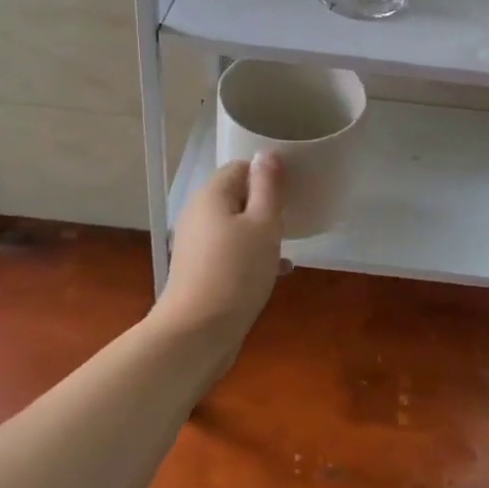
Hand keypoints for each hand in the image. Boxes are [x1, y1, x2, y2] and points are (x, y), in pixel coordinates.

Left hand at [158, 153, 286, 349]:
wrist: (197, 334)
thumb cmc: (236, 272)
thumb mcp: (264, 225)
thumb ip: (268, 186)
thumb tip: (267, 153)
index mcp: (211, 195)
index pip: (241, 167)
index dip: (267, 175)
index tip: (292, 192)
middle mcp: (198, 214)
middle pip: (237, 196)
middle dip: (266, 205)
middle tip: (292, 219)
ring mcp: (196, 244)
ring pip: (235, 226)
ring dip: (261, 232)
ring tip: (288, 245)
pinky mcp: (199, 270)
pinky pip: (230, 251)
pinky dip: (251, 255)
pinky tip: (277, 272)